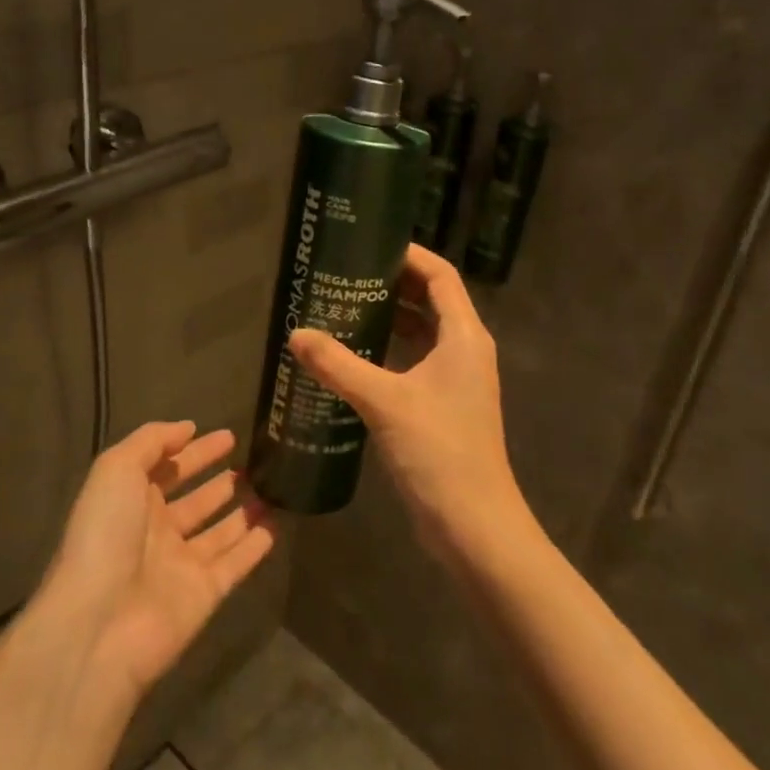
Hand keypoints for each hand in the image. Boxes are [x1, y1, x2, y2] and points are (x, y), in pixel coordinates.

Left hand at [44, 421, 276, 697]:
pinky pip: (236, 564)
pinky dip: (255, 547)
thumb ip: (151, 441)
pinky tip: (276, 526)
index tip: (228, 436)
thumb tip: (187, 428)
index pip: (168, 468)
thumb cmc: (105, 534)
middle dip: (220, 481)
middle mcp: (156, 531)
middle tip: (254, 462)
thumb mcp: (117, 469)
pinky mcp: (205, 594)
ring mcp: (181, 564)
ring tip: (272, 489)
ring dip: (243, 512)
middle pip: (195, 500)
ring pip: (220, 532)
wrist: (100, 622)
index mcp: (131, 501)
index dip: (195, 451)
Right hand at [289, 245, 532, 559]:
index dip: (410, 254)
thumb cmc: (438, 451)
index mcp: (463, 336)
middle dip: (393, 284)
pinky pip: (415, 363)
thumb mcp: (384, 402)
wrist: (473, 524)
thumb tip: (295, 334)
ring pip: (422, 334)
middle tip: (346, 275)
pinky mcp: (443, 406)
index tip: (370, 245)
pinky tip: (353, 358)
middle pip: (431, 300)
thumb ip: (338, 365)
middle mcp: (465, 350)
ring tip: (343, 308)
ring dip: (390, 319)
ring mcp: (456, 381)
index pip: (440, 275)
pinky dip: (389, 352)